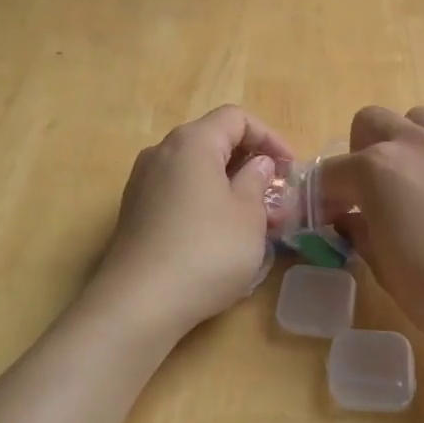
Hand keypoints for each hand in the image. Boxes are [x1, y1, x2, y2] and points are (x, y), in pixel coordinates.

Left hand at [93, 106, 293, 338]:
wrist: (139, 303)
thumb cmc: (206, 251)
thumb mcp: (248, 215)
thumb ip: (257, 180)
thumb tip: (256, 165)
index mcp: (192, 142)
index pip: (236, 118)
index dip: (269, 137)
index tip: (289, 169)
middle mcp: (161, 153)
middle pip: (213, 141)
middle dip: (249, 163)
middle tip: (275, 196)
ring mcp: (142, 182)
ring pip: (195, 170)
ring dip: (228, 185)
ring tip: (254, 220)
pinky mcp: (134, 212)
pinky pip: (177, 192)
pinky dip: (204, 201)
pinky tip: (220, 235)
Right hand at [317, 107, 423, 377]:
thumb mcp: (386, 270)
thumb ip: (362, 234)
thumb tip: (353, 220)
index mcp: (377, 169)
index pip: (331, 173)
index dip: (322, 199)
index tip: (327, 222)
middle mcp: (415, 143)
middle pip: (371, 123)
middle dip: (360, 153)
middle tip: (370, 195)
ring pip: (418, 120)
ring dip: (405, 144)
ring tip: (416, 186)